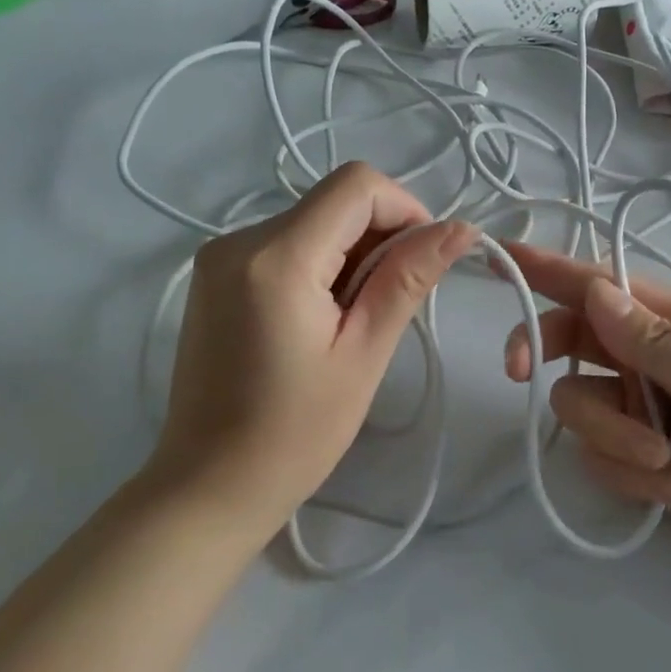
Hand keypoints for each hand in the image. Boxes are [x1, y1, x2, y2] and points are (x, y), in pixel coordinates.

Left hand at [150, 163, 475, 540]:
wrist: (209, 486)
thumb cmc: (295, 434)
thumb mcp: (364, 354)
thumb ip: (408, 279)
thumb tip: (461, 229)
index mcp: (276, 257)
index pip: (356, 185)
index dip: (405, 209)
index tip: (425, 260)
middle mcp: (238, 239)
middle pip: (334, 202)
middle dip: (379, 238)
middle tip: (391, 305)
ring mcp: (220, 256)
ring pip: (312, 221)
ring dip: (351, 255)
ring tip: (354, 322)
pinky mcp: (215, 276)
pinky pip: (285, 244)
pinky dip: (320, 266)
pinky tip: (323, 319)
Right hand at [501, 242, 670, 597]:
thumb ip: (653, 340)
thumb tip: (593, 289)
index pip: (604, 286)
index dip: (550, 269)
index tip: (500, 257)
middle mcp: (653, 360)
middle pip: (573, 341)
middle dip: (548, 356)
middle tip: (518, 373)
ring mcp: (645, 411)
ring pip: (580, 407)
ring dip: (616, 440)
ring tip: (670, 465)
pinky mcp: (641, 459)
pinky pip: (600, 457)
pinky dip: (632, 476)